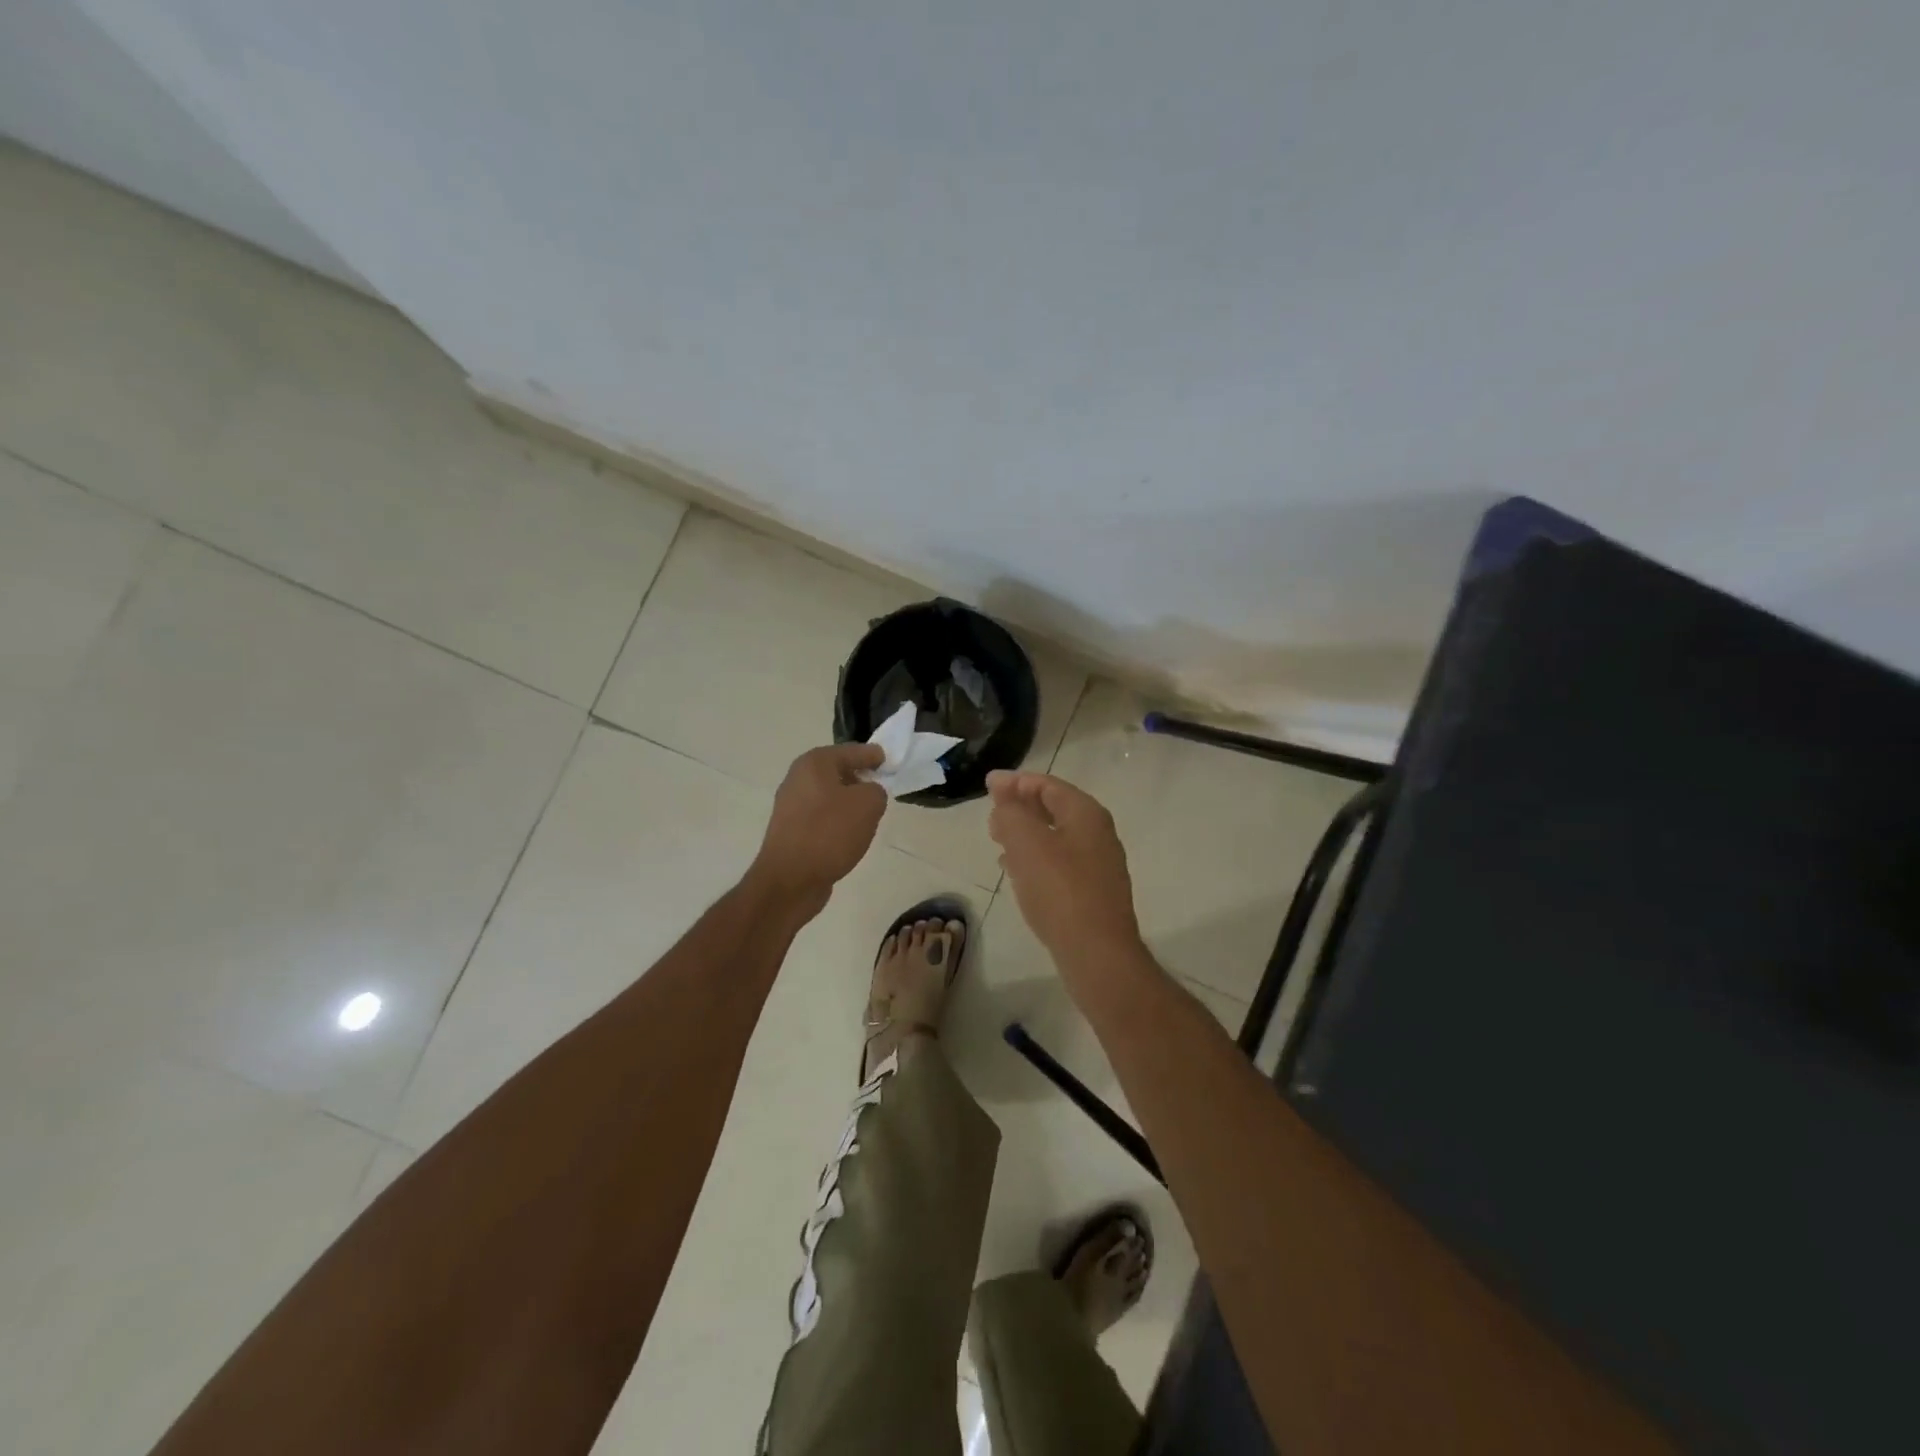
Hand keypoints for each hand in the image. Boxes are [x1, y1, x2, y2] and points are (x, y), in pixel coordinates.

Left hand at [752, 743, 887, 905]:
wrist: (790, 879)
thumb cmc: (829, 833)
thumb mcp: (868, 804)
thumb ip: (876, 790)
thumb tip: (869, 794)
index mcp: (815, 763)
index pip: (852, 751)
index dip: (873, 755)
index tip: (890, 761)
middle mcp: (798, 778)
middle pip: (838, 772)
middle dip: (861, 778)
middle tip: (883, 788)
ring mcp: (791, 805)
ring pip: (830, 796)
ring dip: (849, 803)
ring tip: (870, 815)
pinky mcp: (791, 830)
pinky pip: (821, 817)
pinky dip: (837, 821)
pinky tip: (849, 835)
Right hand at [987, 770, 1144, 967]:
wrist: (1097, 954)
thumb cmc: (1060, 891)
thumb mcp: (1027, 843)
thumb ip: (1011, 812)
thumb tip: (1002, 791)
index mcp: (1086, 814)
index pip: (1048, 785)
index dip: (1016, 781)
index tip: (988, 784)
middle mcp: (1098, 834)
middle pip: (1054, 809)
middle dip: (1020, 807)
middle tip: (991, 813)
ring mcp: (1098, 865)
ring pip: (1055, 838)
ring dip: (1025, 834)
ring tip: (997, 839)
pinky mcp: (1092, 893)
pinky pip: (1059, 864)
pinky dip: (1035, 859)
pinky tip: (1016, 871)